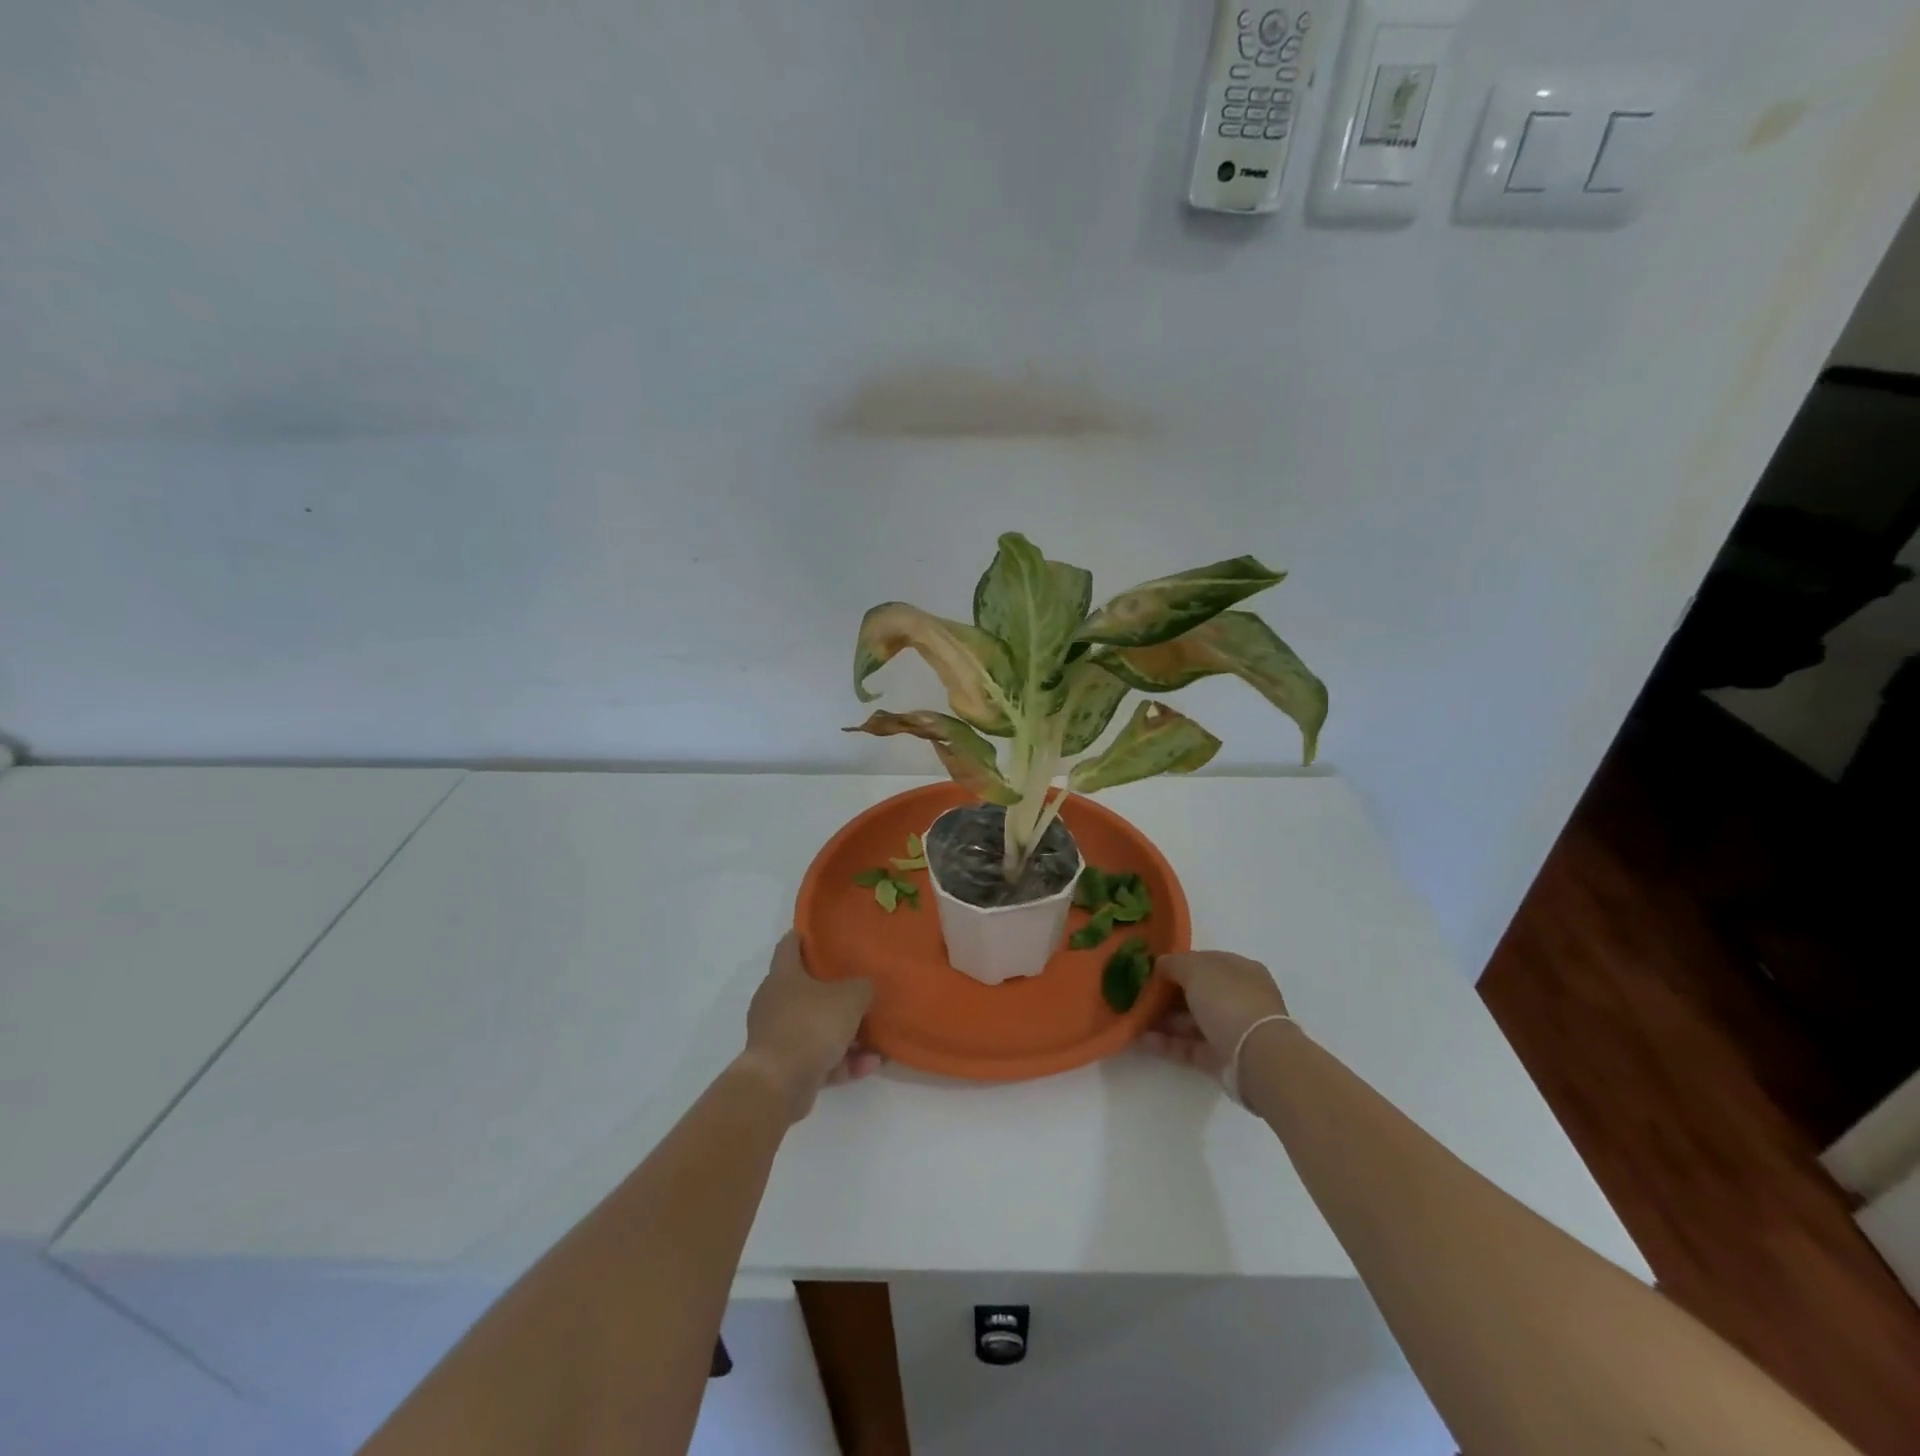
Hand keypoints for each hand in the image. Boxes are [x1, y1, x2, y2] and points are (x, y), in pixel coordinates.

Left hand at [738, 933, 881, 1120]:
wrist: (778, 1084)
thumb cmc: (811, 1025)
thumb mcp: (850, 998)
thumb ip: (862, 987)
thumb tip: (864, 988)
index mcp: (783, 976)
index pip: (789, 945)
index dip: (803, 936)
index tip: (820, 934)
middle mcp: (774, 1002)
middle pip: (805, 989)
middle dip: (833, 992)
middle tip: (858, 988)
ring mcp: (777, 1036)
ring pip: (815, 1027)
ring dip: (844, 1034)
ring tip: (875, 1040)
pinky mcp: (783, 1067)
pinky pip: (817, 1057)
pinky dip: (841, 1060)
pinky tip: (870, 1065)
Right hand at [1139, 950, 1290, 1079]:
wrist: (1256, 1057)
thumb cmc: (1228, 1001)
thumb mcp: (1196, 969)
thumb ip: (1174, 963)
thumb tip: (1160, 965)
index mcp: (1239, 970)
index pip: (1204, 962)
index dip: (1177, 964)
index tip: (1150, 970)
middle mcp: (1238, 998)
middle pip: (1196, 993)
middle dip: (1167, 995)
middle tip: (1138, 996)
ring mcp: (1230, 1030)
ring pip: (1190, 1021)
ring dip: (1163, 1020)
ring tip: (1134, 1020)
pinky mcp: (1221, 1058)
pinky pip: (1189, 1046)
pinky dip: (1167, 1043)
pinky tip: (1142, 1040)